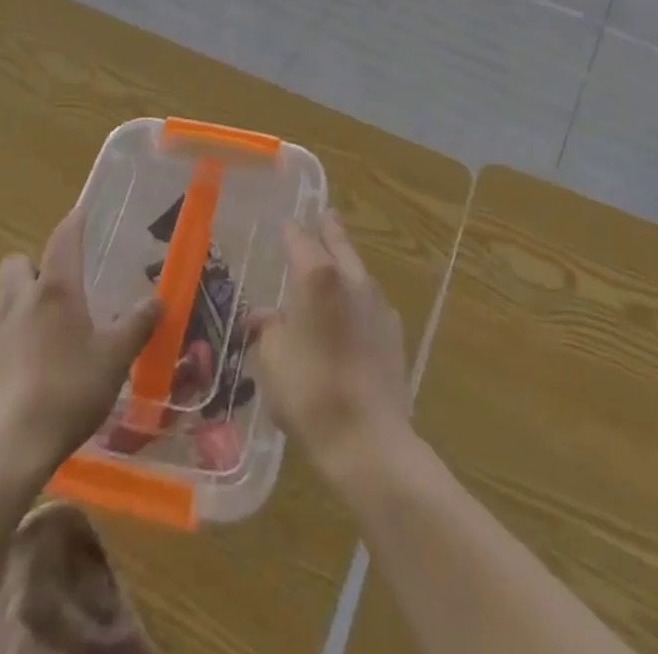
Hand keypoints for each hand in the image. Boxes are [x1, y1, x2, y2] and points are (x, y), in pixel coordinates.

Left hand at [0, 210, 161, 480]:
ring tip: (44, 334)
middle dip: (34, 267)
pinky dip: (7, 342)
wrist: (4, 451)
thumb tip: (158, 299)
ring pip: (2, 300)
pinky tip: (24, 372)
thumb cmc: (68, 393)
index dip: (74, 223)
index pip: (63, 240)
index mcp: (56, 290)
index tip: (80, 214)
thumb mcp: (115, 360)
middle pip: (17, 263)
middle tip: (57, 290)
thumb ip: (137, 325)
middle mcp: (18, 300)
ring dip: (20, 304)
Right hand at [252, 212, 411, 480]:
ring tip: (332, 266)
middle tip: (324, 215)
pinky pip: (370, 301)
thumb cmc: (309, 393)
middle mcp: (351, 278)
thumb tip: (263, 316)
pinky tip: (349, 317)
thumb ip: (268, 329)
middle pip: (339, 242)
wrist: (369, 441)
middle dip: (328, 229)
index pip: (299, 238)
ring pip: (357, 270)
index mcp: (317, 275)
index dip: (289, 229)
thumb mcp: (272, 360)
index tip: (284, 222)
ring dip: (344, 264)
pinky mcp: (394, 330)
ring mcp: (378, 303)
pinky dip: (356, 299)